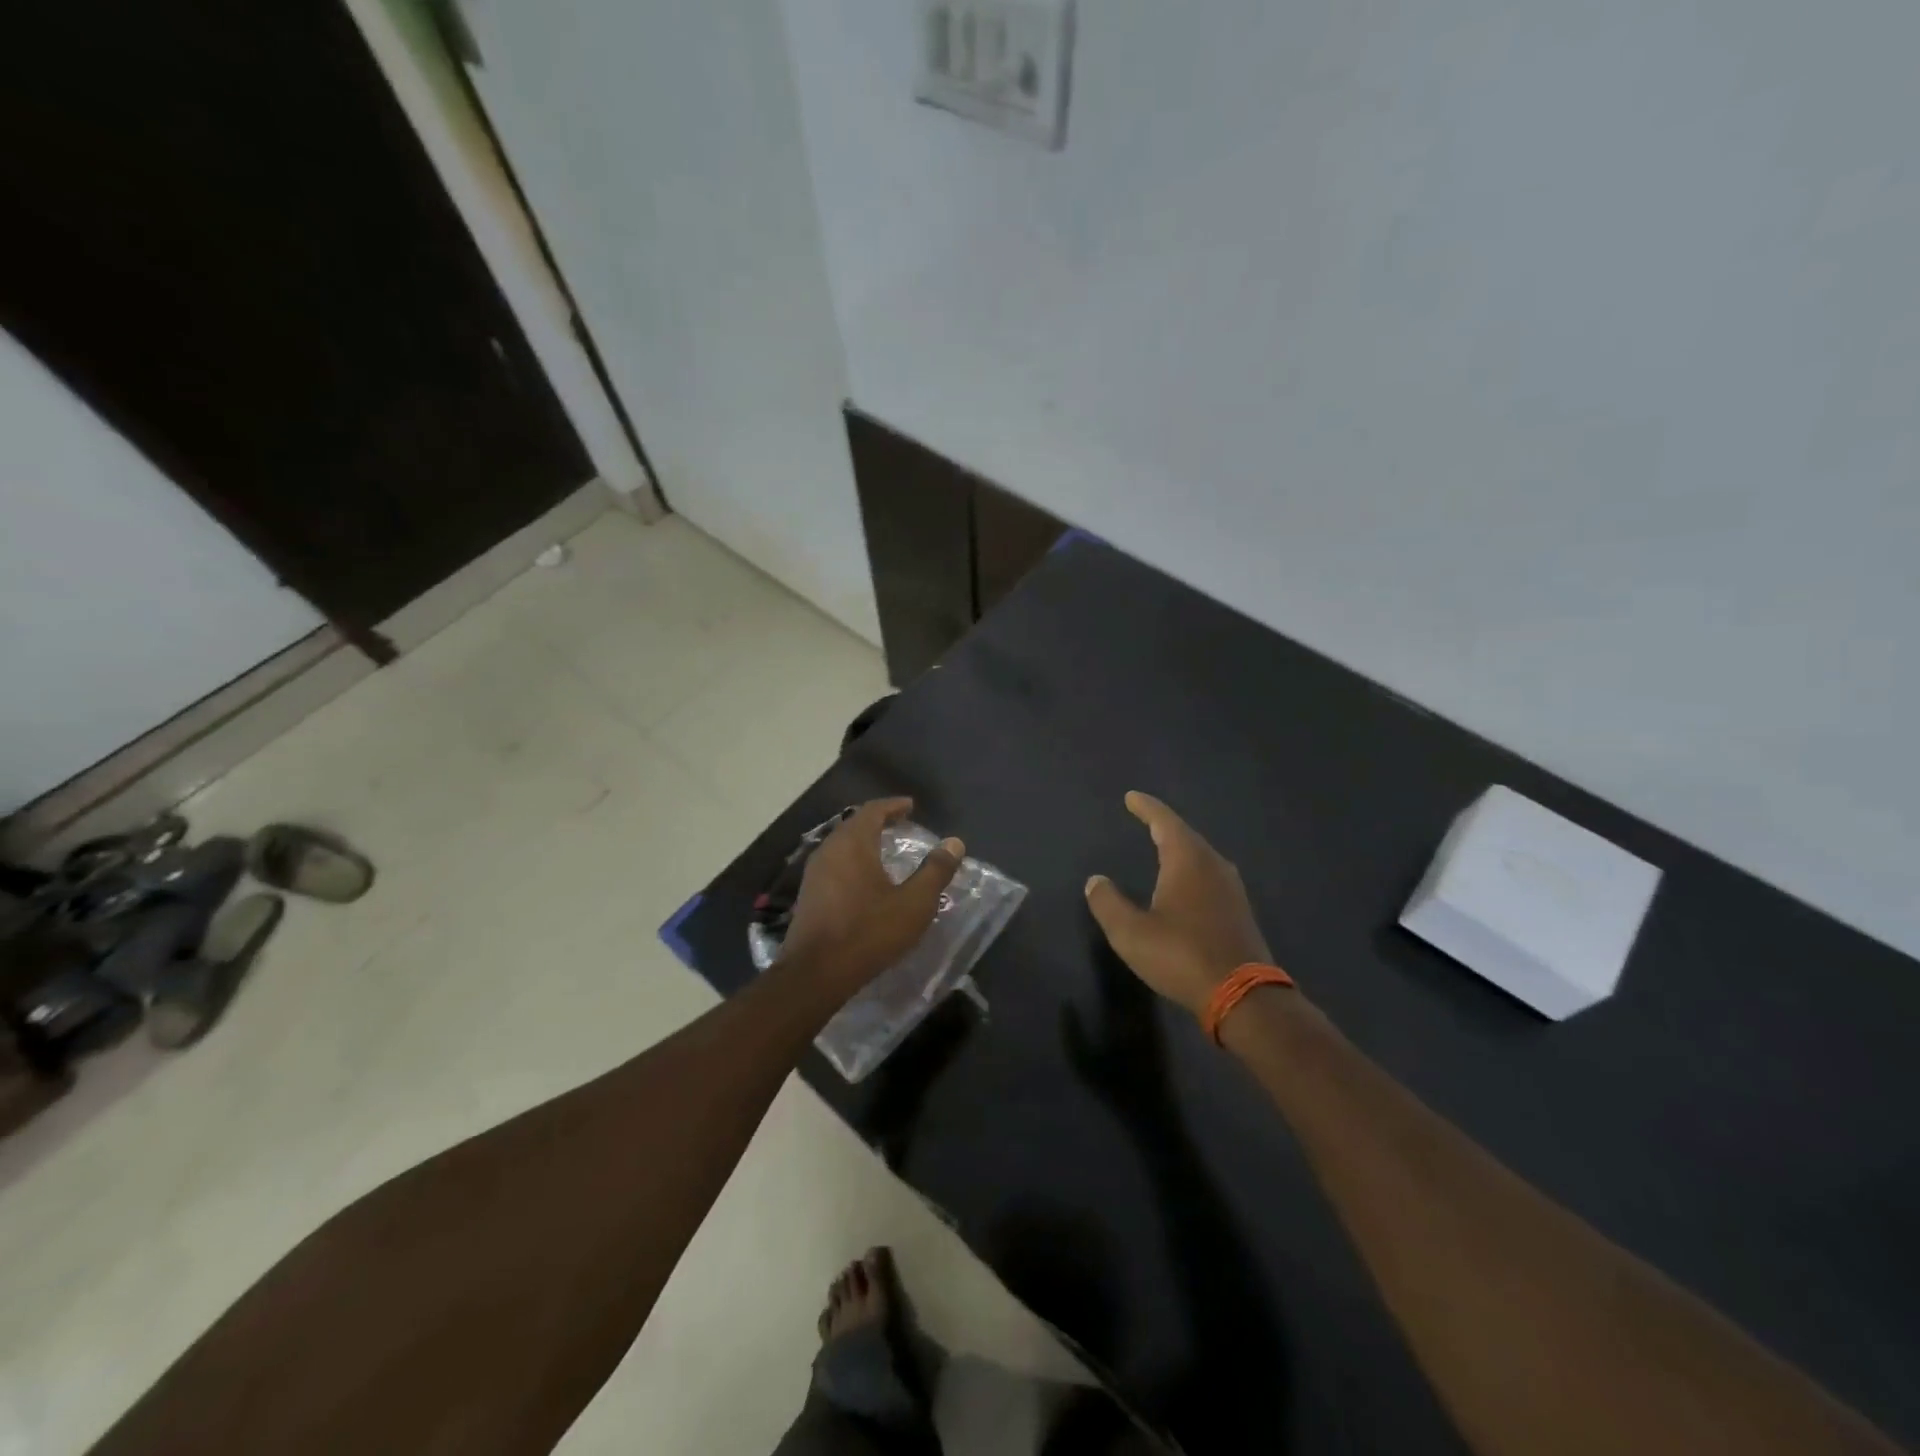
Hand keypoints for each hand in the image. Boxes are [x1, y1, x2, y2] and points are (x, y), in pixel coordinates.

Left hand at [779, 798, 963, 998]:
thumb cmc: (868, 932)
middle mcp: (829, 849)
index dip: (893, 805)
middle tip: (901, 824)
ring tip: (885, 849)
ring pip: (842, 844)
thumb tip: (954, 843)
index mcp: (853, 843)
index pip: (873, 810)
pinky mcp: (808, 894)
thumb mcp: (913, 903)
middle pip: (854, 824)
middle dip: (879, 821)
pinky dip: (853, 860)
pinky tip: (865, 878)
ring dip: (864, 841)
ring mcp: (814, 872)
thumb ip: (935, 871)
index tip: (911, 806)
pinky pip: (834, 863)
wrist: (815, 974)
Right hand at [1084, 791, 1272, 1017]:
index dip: (1146, 807)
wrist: (1243, 996)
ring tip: (1162, 847)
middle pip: (1186, 835)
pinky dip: (1192, 870)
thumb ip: (1108, 903)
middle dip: (1163, 825)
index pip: (1164, 821)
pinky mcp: (1239, 911)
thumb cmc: (1181, 956)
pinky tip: (1185, 884)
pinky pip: (1210, 876)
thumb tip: (1096, 881)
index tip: (1131, 797)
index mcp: (1187, 860)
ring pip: (1201, 856)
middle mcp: (1213, 865)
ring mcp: (1231, 889)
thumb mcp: (1130, 932)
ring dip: (1180, 848)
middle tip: (1144, 818)